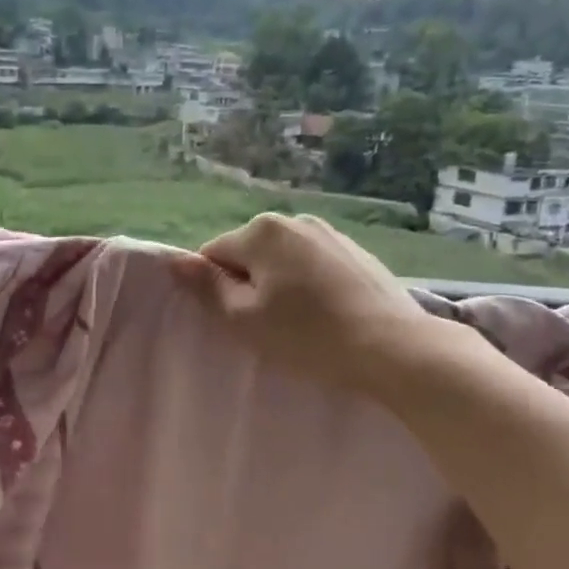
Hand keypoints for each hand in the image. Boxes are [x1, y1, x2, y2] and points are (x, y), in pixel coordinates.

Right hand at [171, 213, 466, 401]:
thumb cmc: (307, 335)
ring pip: (282, 259)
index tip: (235, 320)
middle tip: (266, 325)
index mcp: (261, 231)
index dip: (215, 290)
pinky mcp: (356, 250)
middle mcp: (294, 220)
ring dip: (279, 284)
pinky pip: (312, 264)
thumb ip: (205, 287)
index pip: (213, 255)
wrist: (394, 348)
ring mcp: (329, 233)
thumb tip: (174, 260)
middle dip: (248, 284)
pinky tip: (325, 313)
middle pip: (248, 253)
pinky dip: (309, 284)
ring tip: (299, 322)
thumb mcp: (243, 319)